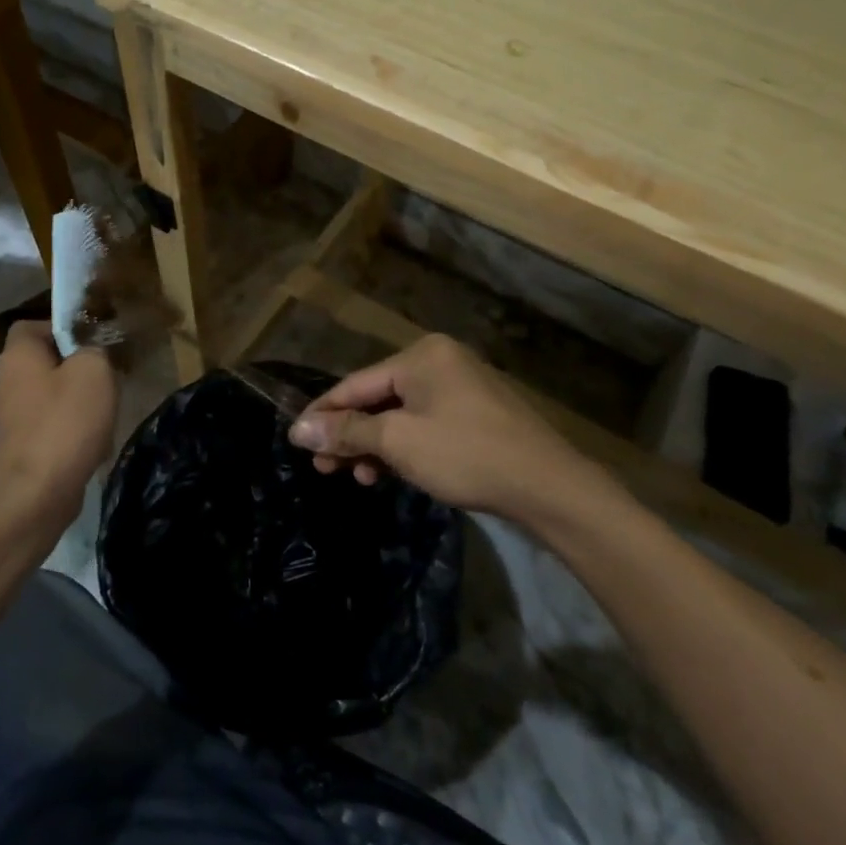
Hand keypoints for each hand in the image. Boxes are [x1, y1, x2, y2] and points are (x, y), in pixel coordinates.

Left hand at [0, 322, 118, 540]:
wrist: (35, 494)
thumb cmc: (65, 423)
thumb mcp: (94, 371)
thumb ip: (94, 350)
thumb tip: (91, 354)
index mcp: (17, 355)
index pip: (33, 325)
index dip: (62, 327)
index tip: (92, 341)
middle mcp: (6, 381)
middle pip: (44, 362)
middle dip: (77, 368)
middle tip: (106, 376)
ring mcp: (9, 417)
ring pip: (50, 395)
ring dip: (78, 402)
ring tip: (105, 412)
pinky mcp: (19, 447)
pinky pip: (50, 426)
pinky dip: (71, 430)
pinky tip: (93, 444)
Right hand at [288, 334, 620, 526]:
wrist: (549, 488)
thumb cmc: (466, 455)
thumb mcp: (398, 442)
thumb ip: (346, 432)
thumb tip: (297, 429)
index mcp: (420, 357)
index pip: (355, 383)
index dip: (323, 413)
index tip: (296, 440)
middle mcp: (439, 362)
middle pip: (377, 398)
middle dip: (349, 434)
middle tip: (324, 469)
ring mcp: (461, 388)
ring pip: (400, 414)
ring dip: (374, 445)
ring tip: (357, 478)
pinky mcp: (475, 414)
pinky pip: (424, 424)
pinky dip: (403, 447)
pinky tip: (388, 473)